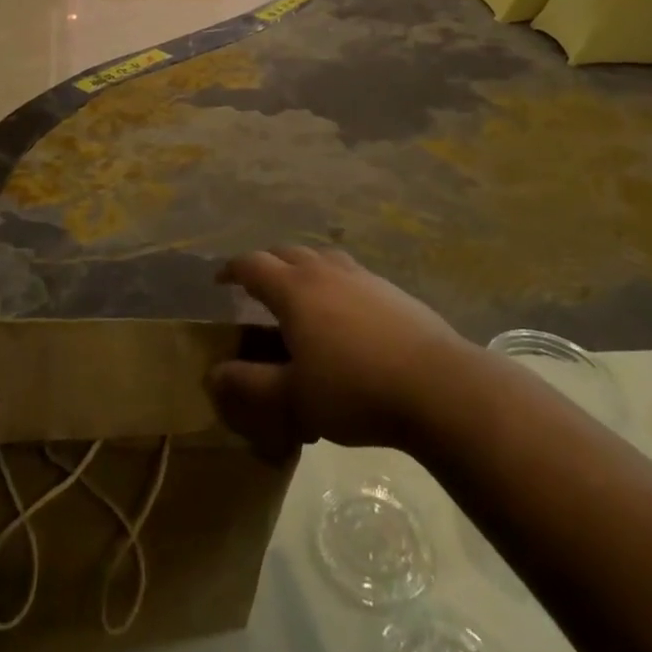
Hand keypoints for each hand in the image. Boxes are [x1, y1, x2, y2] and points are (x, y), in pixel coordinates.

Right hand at [209, 247, 471, 455]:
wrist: (437, 385)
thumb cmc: (356, 389)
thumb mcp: (294, 399)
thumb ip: (250, 387)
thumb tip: (213, 375)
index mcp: (294, 289)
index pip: (252, 265)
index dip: (231, 270)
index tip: (220, 281)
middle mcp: (324, 270)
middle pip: (286, 251)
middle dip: (265, 264)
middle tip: (256, 287)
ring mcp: (360, 275)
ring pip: (320, 256)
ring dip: (301, 267)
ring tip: (299, 292)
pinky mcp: (390, 289)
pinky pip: (349, 273)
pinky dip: (333, 281)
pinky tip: (344, 313)